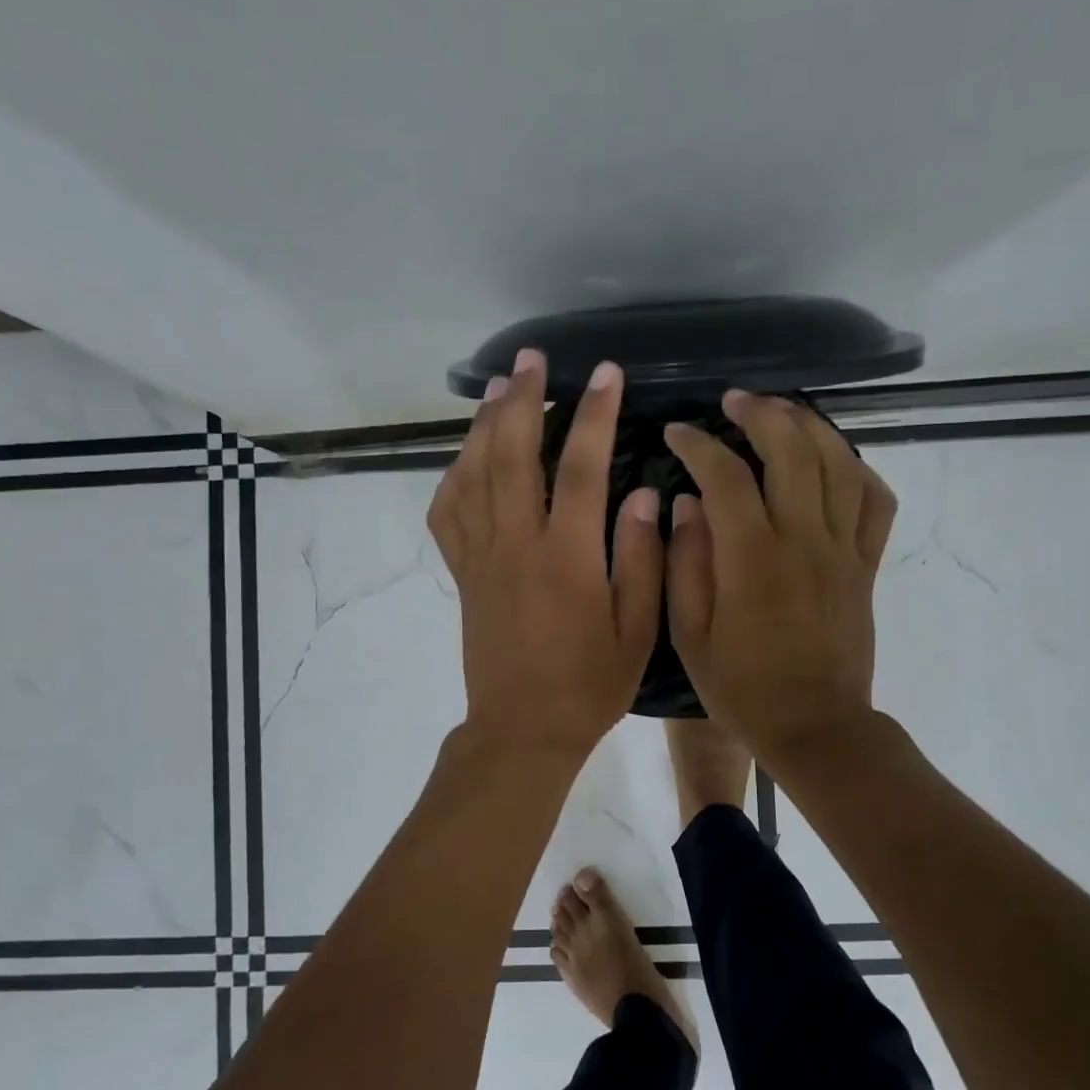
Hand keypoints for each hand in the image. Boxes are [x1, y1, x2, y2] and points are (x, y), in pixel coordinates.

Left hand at [427, 349, 663, 757]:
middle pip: (510, 454)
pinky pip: (447, 513)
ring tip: (499, 388)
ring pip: (472, 475)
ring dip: (484, 425)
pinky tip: (467, 456)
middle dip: (523, 399)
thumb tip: (642, 494)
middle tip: (532, 360)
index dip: (592, 414)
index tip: (604, 373)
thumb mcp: (636, 631)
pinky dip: (453, 476)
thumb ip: (640, 559)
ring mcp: (481, 558)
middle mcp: (516, 545)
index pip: (578, 467)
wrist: (522, 730)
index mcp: (566, 558)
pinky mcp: (462, 574)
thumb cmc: (588, 684)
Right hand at [662, 391, 896, 760]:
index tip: (676, 434)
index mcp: (752, 559)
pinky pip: (876, 503)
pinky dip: (859, 470)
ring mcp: (843, 550)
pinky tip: (835, 462)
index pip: (724, 476)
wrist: (816, 727)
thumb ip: (684, 564)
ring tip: (783, 413)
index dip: (697, 445)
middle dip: (760, 413)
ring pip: (839, 465)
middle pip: (792, 451)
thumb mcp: (690, 635)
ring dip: (810, 427)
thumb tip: (685, 504)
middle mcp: (803, 541)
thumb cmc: (742, 688)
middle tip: (734, 402)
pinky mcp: (867, 566)